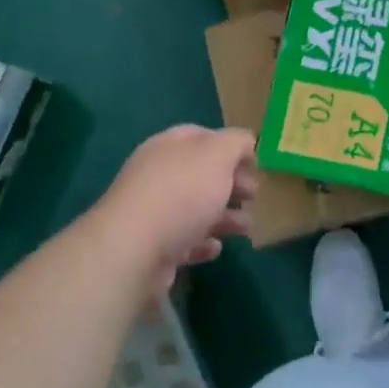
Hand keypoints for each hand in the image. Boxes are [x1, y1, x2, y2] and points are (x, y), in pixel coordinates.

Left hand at [93, 125, 259, 297]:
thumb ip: (236, 143)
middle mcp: (157, 175)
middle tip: (255, 195)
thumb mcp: (218, 155)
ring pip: (195, 209)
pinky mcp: (151, 249)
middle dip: (231, 183)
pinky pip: (183, 242)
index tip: (254, 162)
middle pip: (200, 174)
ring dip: (224, 216)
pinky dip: (202, 242)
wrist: (133, 250)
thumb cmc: (181, 193)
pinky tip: (216, 248)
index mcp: (169, 146)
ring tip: (247, 227)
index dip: (230, 146)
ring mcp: (152, 213)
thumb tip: (246, 142)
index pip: (202, 136)